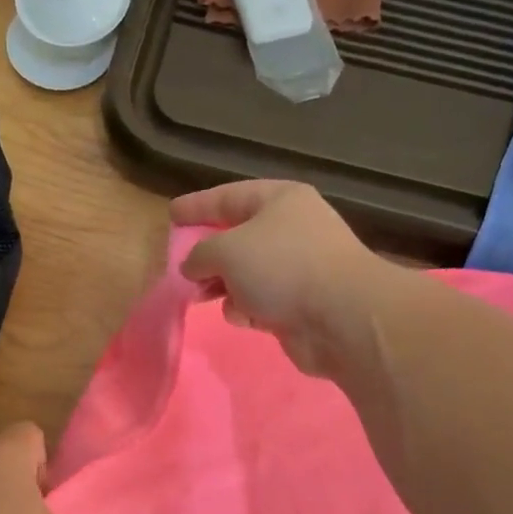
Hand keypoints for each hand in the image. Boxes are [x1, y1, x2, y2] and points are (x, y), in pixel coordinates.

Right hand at [171, 180, 390, 376]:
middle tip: (181, 266)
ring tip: (201, 295)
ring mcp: (298, 269)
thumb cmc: (282, 267)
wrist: (341, 317)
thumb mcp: (227, 250)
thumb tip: (192, 266)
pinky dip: (246, 309)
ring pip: (247, 274)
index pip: (229, 196)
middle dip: (209, 254)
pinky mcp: (300, 305)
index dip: (198, 205)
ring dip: (224, 286)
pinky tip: (240, 316)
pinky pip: (261, 302)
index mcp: (280, 201)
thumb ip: (200, 253)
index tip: (171, 214)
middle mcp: (292, 230)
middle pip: (238, 237)